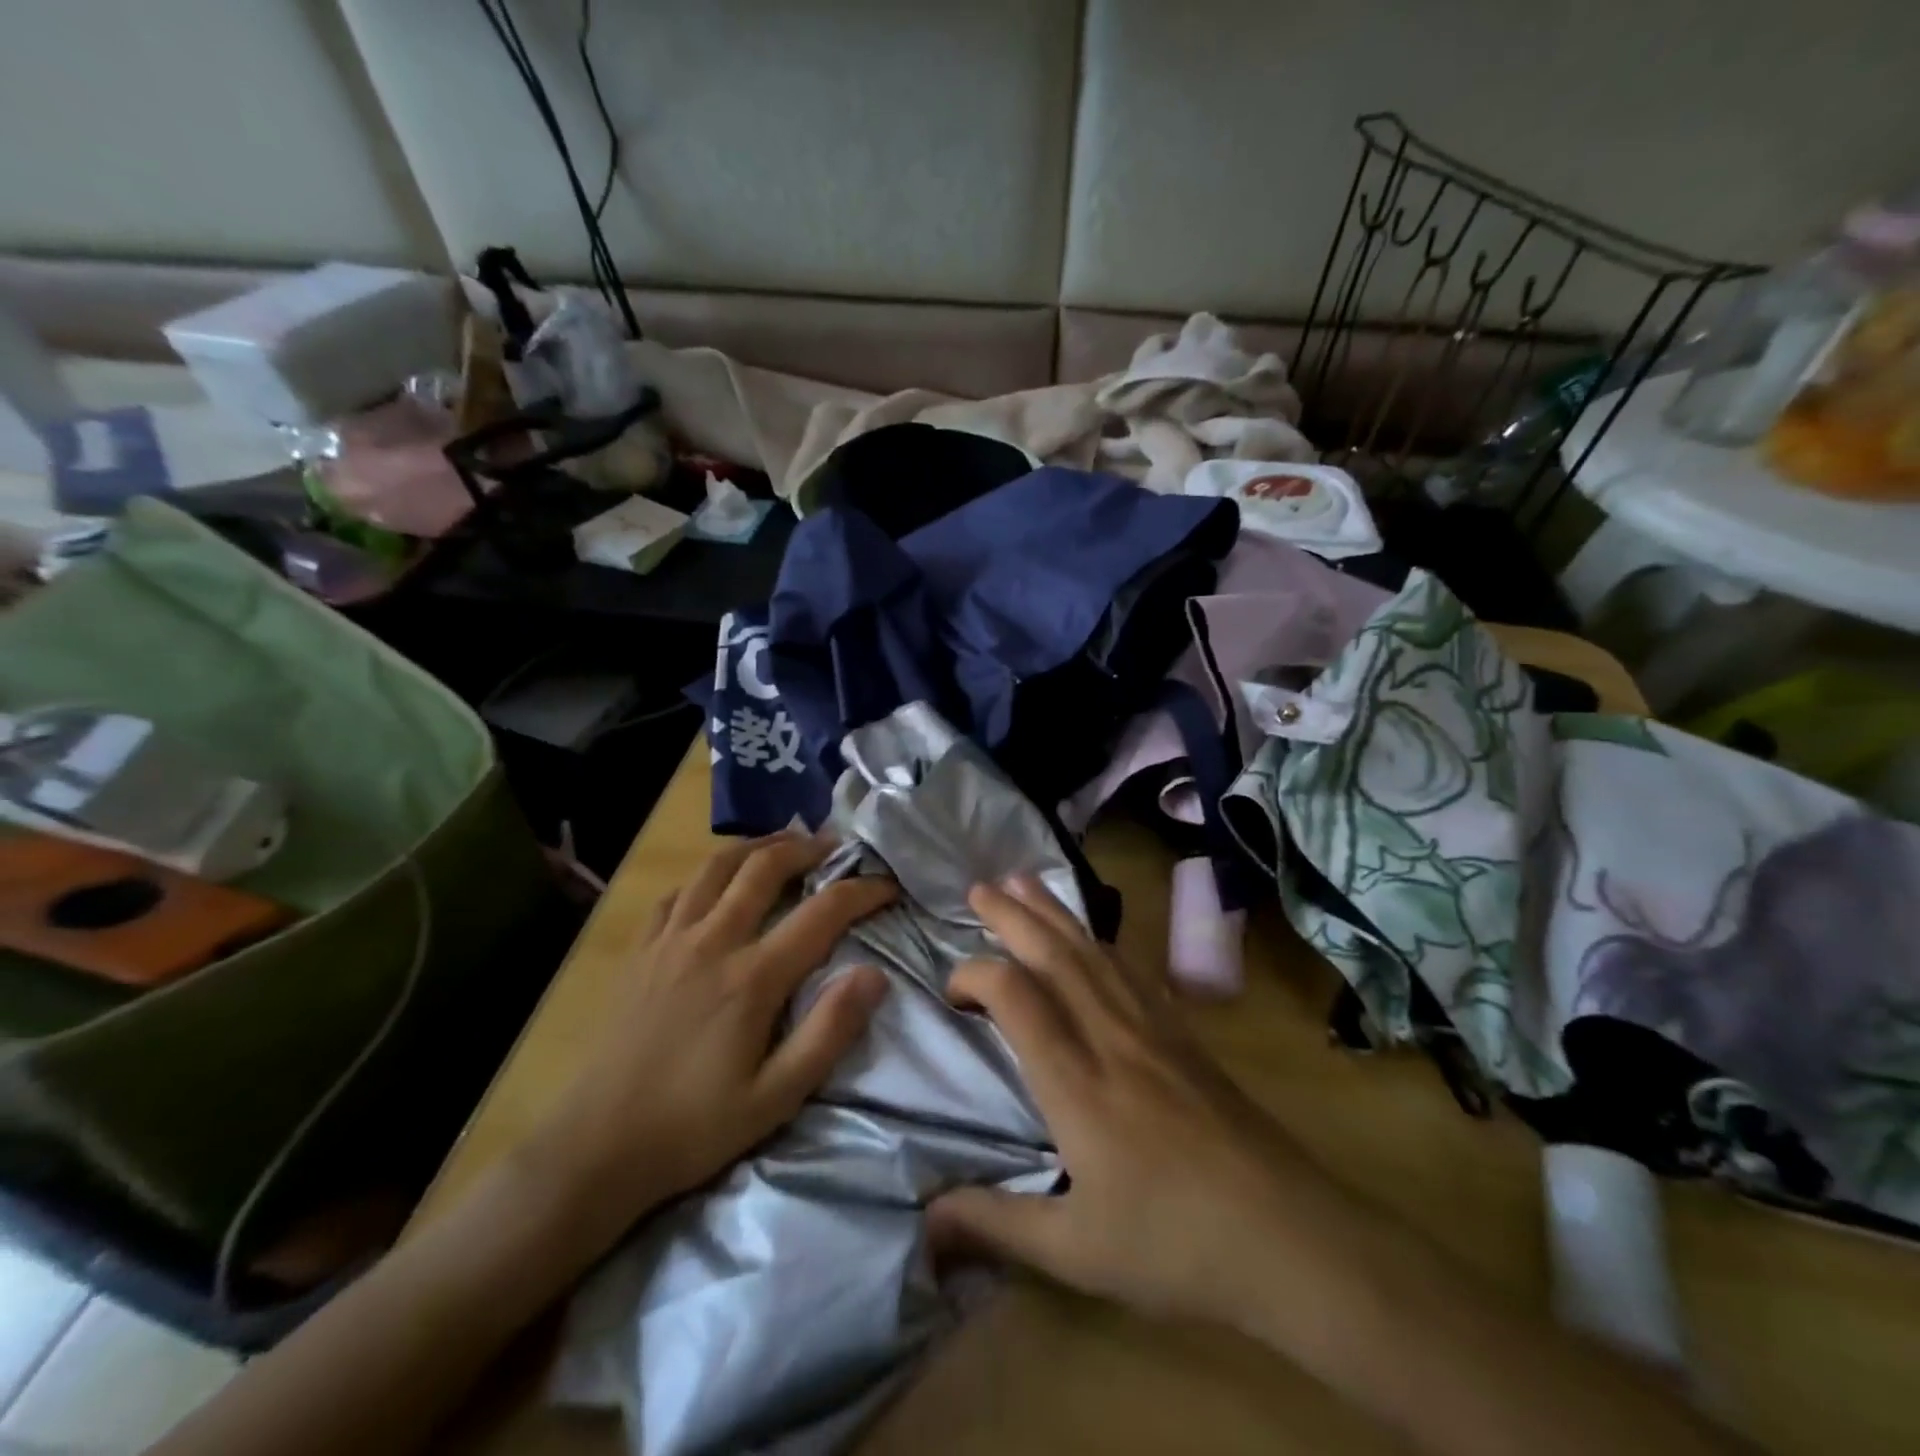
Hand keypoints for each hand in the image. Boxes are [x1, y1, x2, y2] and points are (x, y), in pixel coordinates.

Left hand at [524, 832, 894, 1241]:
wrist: (595, 1148)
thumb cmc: (694, 1127)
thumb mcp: (776, 1097)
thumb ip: (829, 1032)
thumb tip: (875, 975)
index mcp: (752, 977)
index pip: (822, 912)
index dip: (863, 891)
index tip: (889, 884)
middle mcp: (713, 941)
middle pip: (766, 867)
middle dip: (808, 847)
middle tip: (837, 846)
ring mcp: (670, 940)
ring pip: (718, 865)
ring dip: (758, 845)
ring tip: (785, 842)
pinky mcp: (641, 950)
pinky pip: (678, 891)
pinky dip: (708, 875)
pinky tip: (719, 883)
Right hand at [928, 877, 1342, 1332]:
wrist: (1290, 1236)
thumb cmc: (1176, 1245)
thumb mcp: (1075, 1252)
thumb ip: (994, 1226)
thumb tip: (924, 1224)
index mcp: (1077, 1083)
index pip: (1017, 998)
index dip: (976, 976)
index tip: (952, 992)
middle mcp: (1111, 1037)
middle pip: (1055, 956)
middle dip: (1013, 915)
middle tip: (979, 888)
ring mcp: (1152, 1029)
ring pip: (1094, 951)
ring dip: (1055, 912)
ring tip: (1025, 880)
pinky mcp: (1183, 1035)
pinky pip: (1132, 969)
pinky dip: (1101, 940)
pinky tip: (1093, 935)